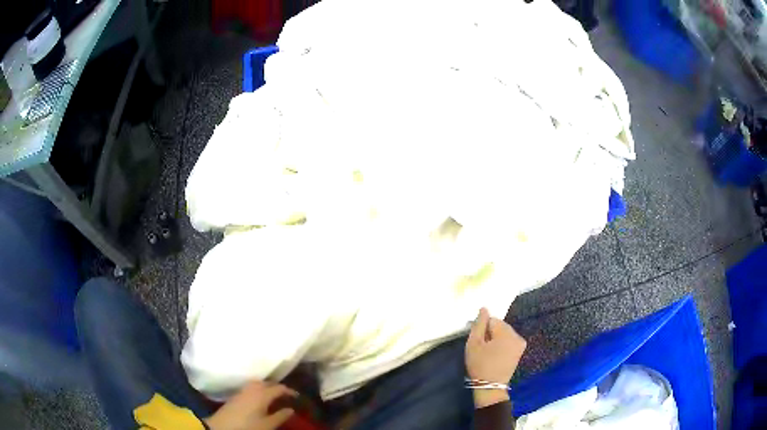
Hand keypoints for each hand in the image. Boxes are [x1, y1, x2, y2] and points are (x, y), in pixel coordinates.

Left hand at [204, 381, 297, 429]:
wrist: (222, 427)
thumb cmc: (248, 426)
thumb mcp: (267, 425)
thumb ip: (280, 416)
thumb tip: (291, 409)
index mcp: (262, 394)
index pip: (279, 388)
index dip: (289, 391)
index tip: (298, 396)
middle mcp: (252, 388)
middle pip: (267, 383)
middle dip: (278, 387)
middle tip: (286, 396)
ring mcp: (243, 390)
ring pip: (258, 384)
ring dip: (267, 387)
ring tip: (274, 396)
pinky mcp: (236, 395)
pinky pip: (251, 387)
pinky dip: (259, 390)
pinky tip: (261, 398)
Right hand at [465, 308, 526, 407]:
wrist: (490, 386)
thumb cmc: (480, 365)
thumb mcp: (473, 344)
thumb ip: (478, 324)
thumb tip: (484, 308)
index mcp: (506, 333)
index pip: (492, 320)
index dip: (482, 329)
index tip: (478, 342)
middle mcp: (517, 335)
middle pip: (500, 325)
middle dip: (490, 333)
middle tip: (482, 348)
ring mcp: (520, 343)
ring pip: (504, 333)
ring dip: (496, 338)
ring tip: (488, 352)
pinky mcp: (520, 351)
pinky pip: (509, 340)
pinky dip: (502, 344)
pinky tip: (495, 355)